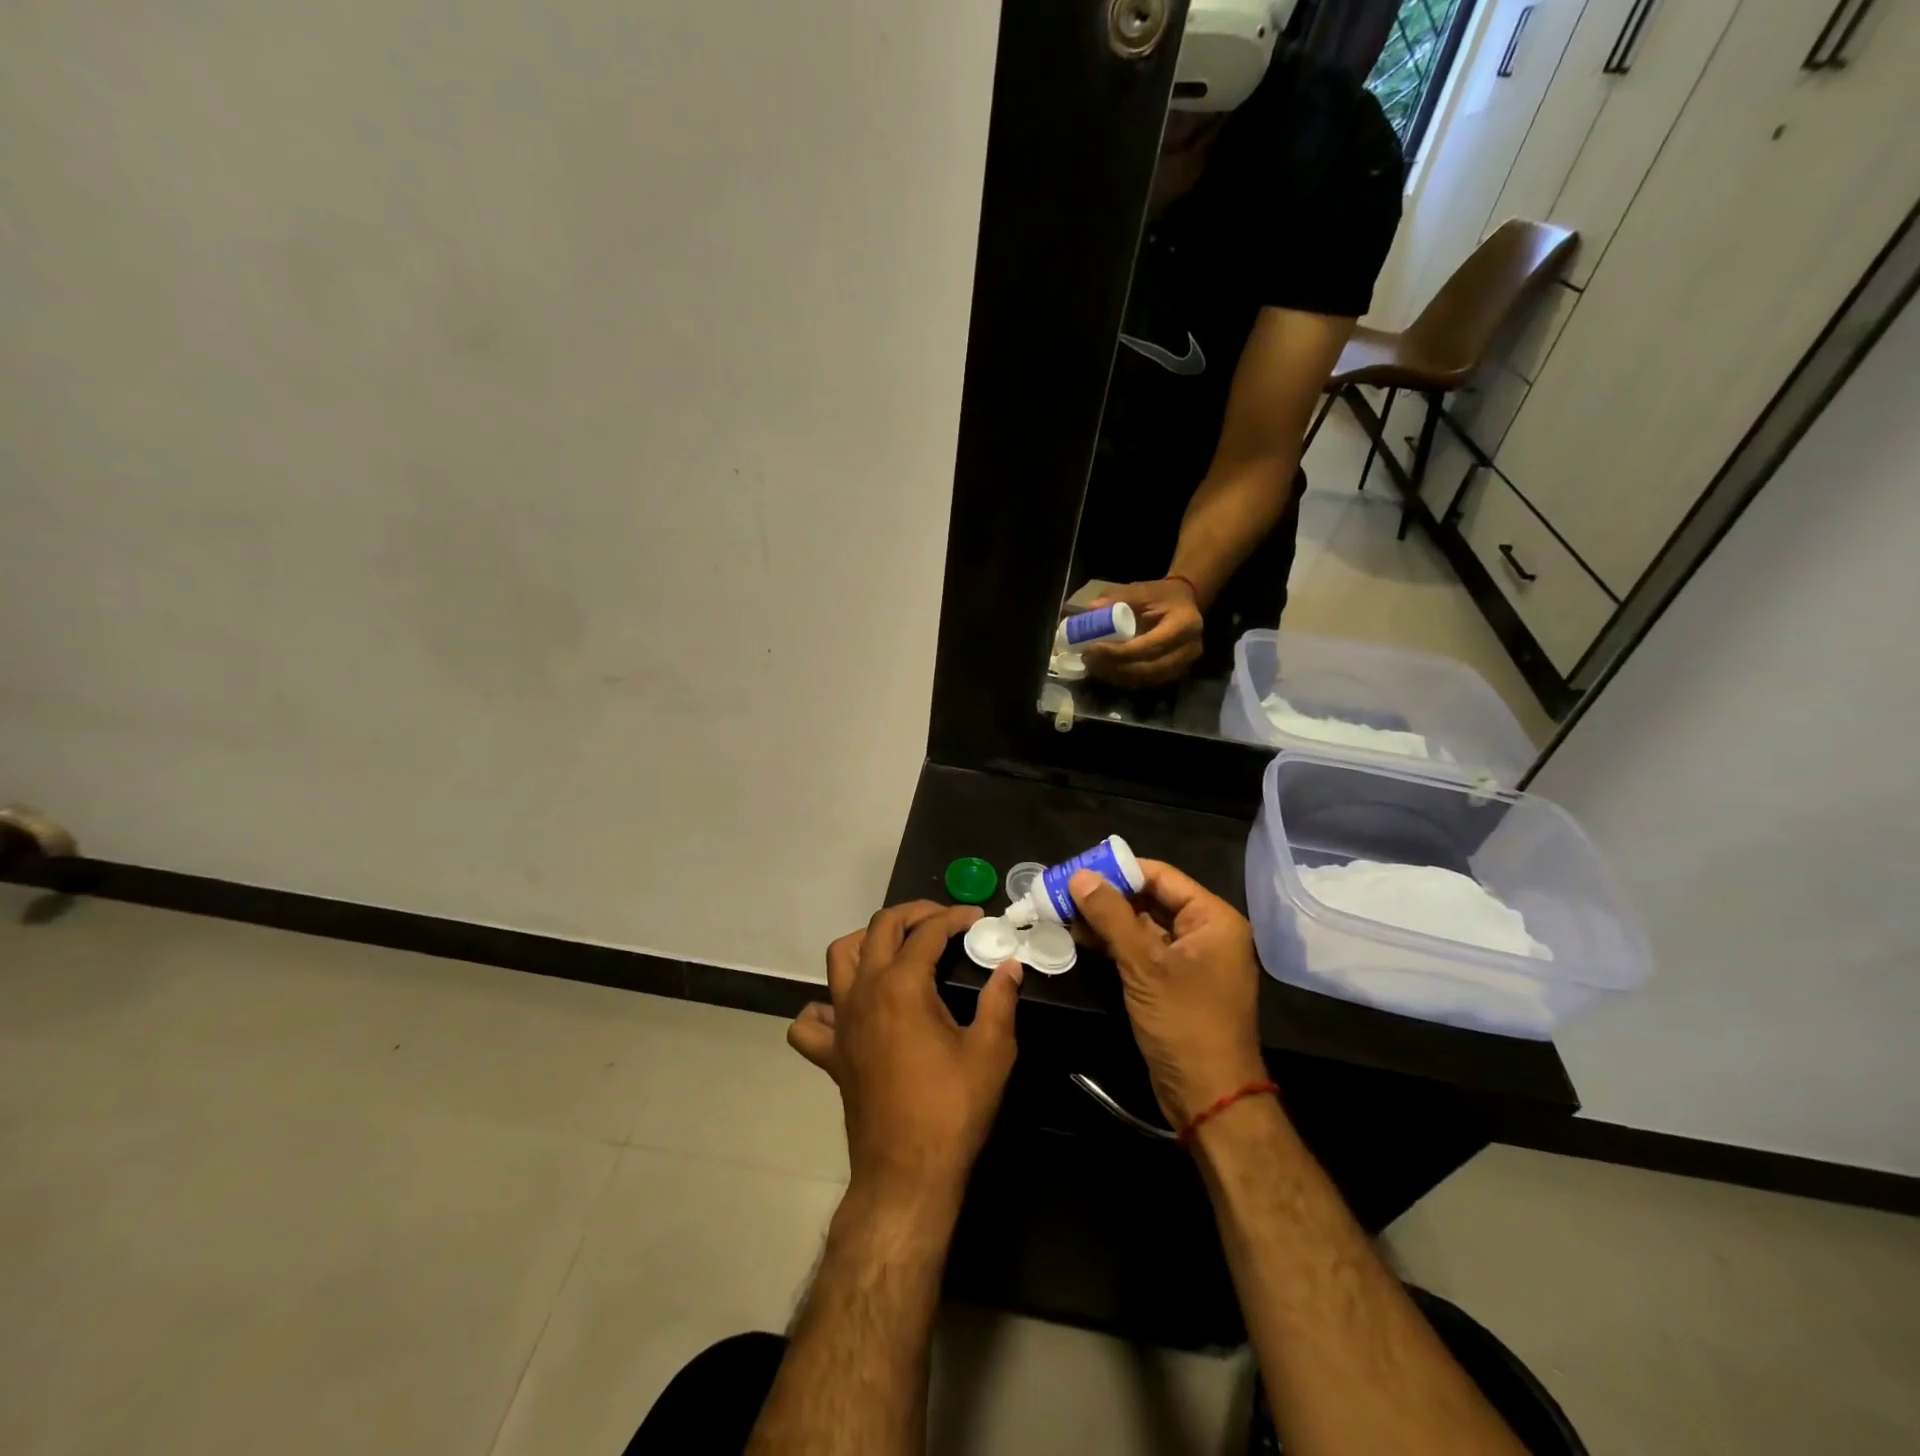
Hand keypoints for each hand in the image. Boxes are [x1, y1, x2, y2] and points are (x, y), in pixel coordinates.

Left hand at [789, 902, 1021, 1213]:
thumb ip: (1000, 1000)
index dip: (953, 918)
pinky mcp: (831, 1054)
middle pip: (879, 928)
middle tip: (941, 921)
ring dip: (867, 941)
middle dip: (912, 914)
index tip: (976, 919)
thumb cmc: (952, 1109)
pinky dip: (825, 1007)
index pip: (927, 931)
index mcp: (902, 985)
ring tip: (896, 948)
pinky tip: (849, 1011)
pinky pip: (812, 1021)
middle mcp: (865, 991)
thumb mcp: (992, 1051)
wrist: (907, 1173)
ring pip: (840, 958)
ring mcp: (841, 1022)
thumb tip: (1010, 966)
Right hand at [1068, 861, 1266, 1127]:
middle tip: (1063, 889)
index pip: (1161, 877)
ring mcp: (1189, 960)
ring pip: (1142, 926)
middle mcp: (1205, 933)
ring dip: (1105, 919)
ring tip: (1062, 911)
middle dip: (1107, 895)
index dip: (1119, 870)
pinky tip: (1080, 937)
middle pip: (1150, 899)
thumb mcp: (1144, 965)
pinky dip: (1114, 943)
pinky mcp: (1173, 983)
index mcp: (1213, 919)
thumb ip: (1111, 916)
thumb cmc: (1184, 1022)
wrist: (1209, 1097)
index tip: (1078, 869)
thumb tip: (1079, 876)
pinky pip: (1141, 951)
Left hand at [1081, 579, 1203, 686]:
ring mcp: (1185, 665)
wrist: (1184, 604)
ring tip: (1093, 666)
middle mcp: (1190, 649)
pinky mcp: (1176, 675)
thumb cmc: (1161, 596)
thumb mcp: (1140, 590)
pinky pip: (1147, 683)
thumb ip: (1117, 598)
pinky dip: (1124, 679)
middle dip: (1114, 667)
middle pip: (1148, 668)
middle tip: (1088, 660)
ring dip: (1116, 676)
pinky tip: (1106, 671)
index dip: (1119, 652)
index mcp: (1185, 624)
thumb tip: (1092, 610)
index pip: (1149, 646)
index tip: (1093, 648)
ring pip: (1146, 680)